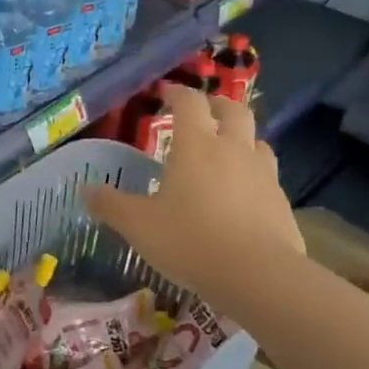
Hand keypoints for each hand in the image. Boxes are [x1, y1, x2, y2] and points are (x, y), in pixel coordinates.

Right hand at [86, 87, 300, 295]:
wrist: (258, 276)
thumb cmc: (190, 241)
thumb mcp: (138, 225)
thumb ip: (111, 205)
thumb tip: (86, 190)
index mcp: (196, 145)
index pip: (189, 102)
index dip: (176, 92)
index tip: (165, 92)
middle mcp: (233, 149)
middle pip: (234, 110)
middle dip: (216, 105)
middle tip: (202, 112)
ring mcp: (263, 174)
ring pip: (256, 140)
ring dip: (240, 137)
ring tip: (225, 151)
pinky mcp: (281, 201)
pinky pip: (267, 175)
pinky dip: (253, 174)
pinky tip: (242, 194)